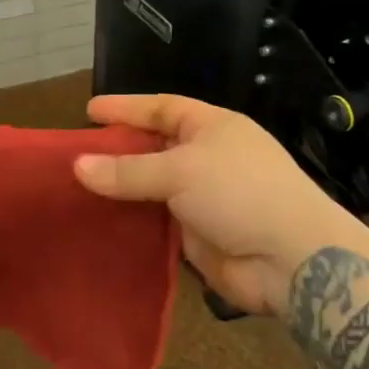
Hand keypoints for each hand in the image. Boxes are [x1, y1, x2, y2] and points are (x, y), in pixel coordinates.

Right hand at [73, 93, 368, 316]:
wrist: (293, 260)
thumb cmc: (240, 192)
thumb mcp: (181, 170)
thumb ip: (128, 170)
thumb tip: (78, 166)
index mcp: (213, 127)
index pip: (162, 108)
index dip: (126, 108)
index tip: (88, 111)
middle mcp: (208, 157)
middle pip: (154, 148)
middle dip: (118, 150)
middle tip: (76, 153)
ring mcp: (204, 198)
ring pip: (153, 188)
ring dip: (122, 189)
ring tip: (78, 189)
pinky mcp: (199, 236)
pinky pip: (157, 223)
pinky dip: (133, 222)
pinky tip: (102, 223)